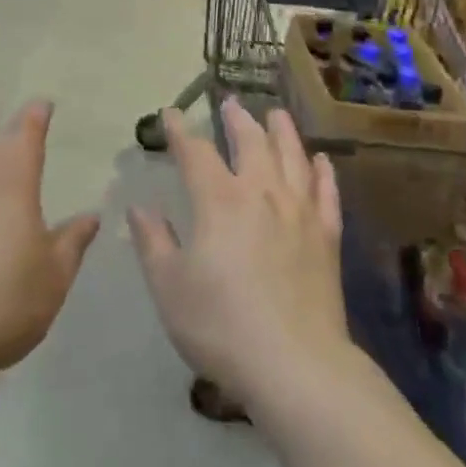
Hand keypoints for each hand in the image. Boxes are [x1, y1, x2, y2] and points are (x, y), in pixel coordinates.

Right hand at [128, 100, 348, 408]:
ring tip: (276, 114)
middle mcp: (261, 193)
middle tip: (230, 102)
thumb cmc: (221, 325)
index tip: (171, 113)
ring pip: (292, 156)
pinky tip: (321, 161)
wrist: (295, 364)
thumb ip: (153, 243)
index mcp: (219, 201)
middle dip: (237, 119)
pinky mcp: (326, 236)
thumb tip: (139, 208)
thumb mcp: (169, 287)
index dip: (181, 130)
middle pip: (251, 141)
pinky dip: (323, 172)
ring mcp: (299, 212)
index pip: (195, 152)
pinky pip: (326, 193)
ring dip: (282, 131)